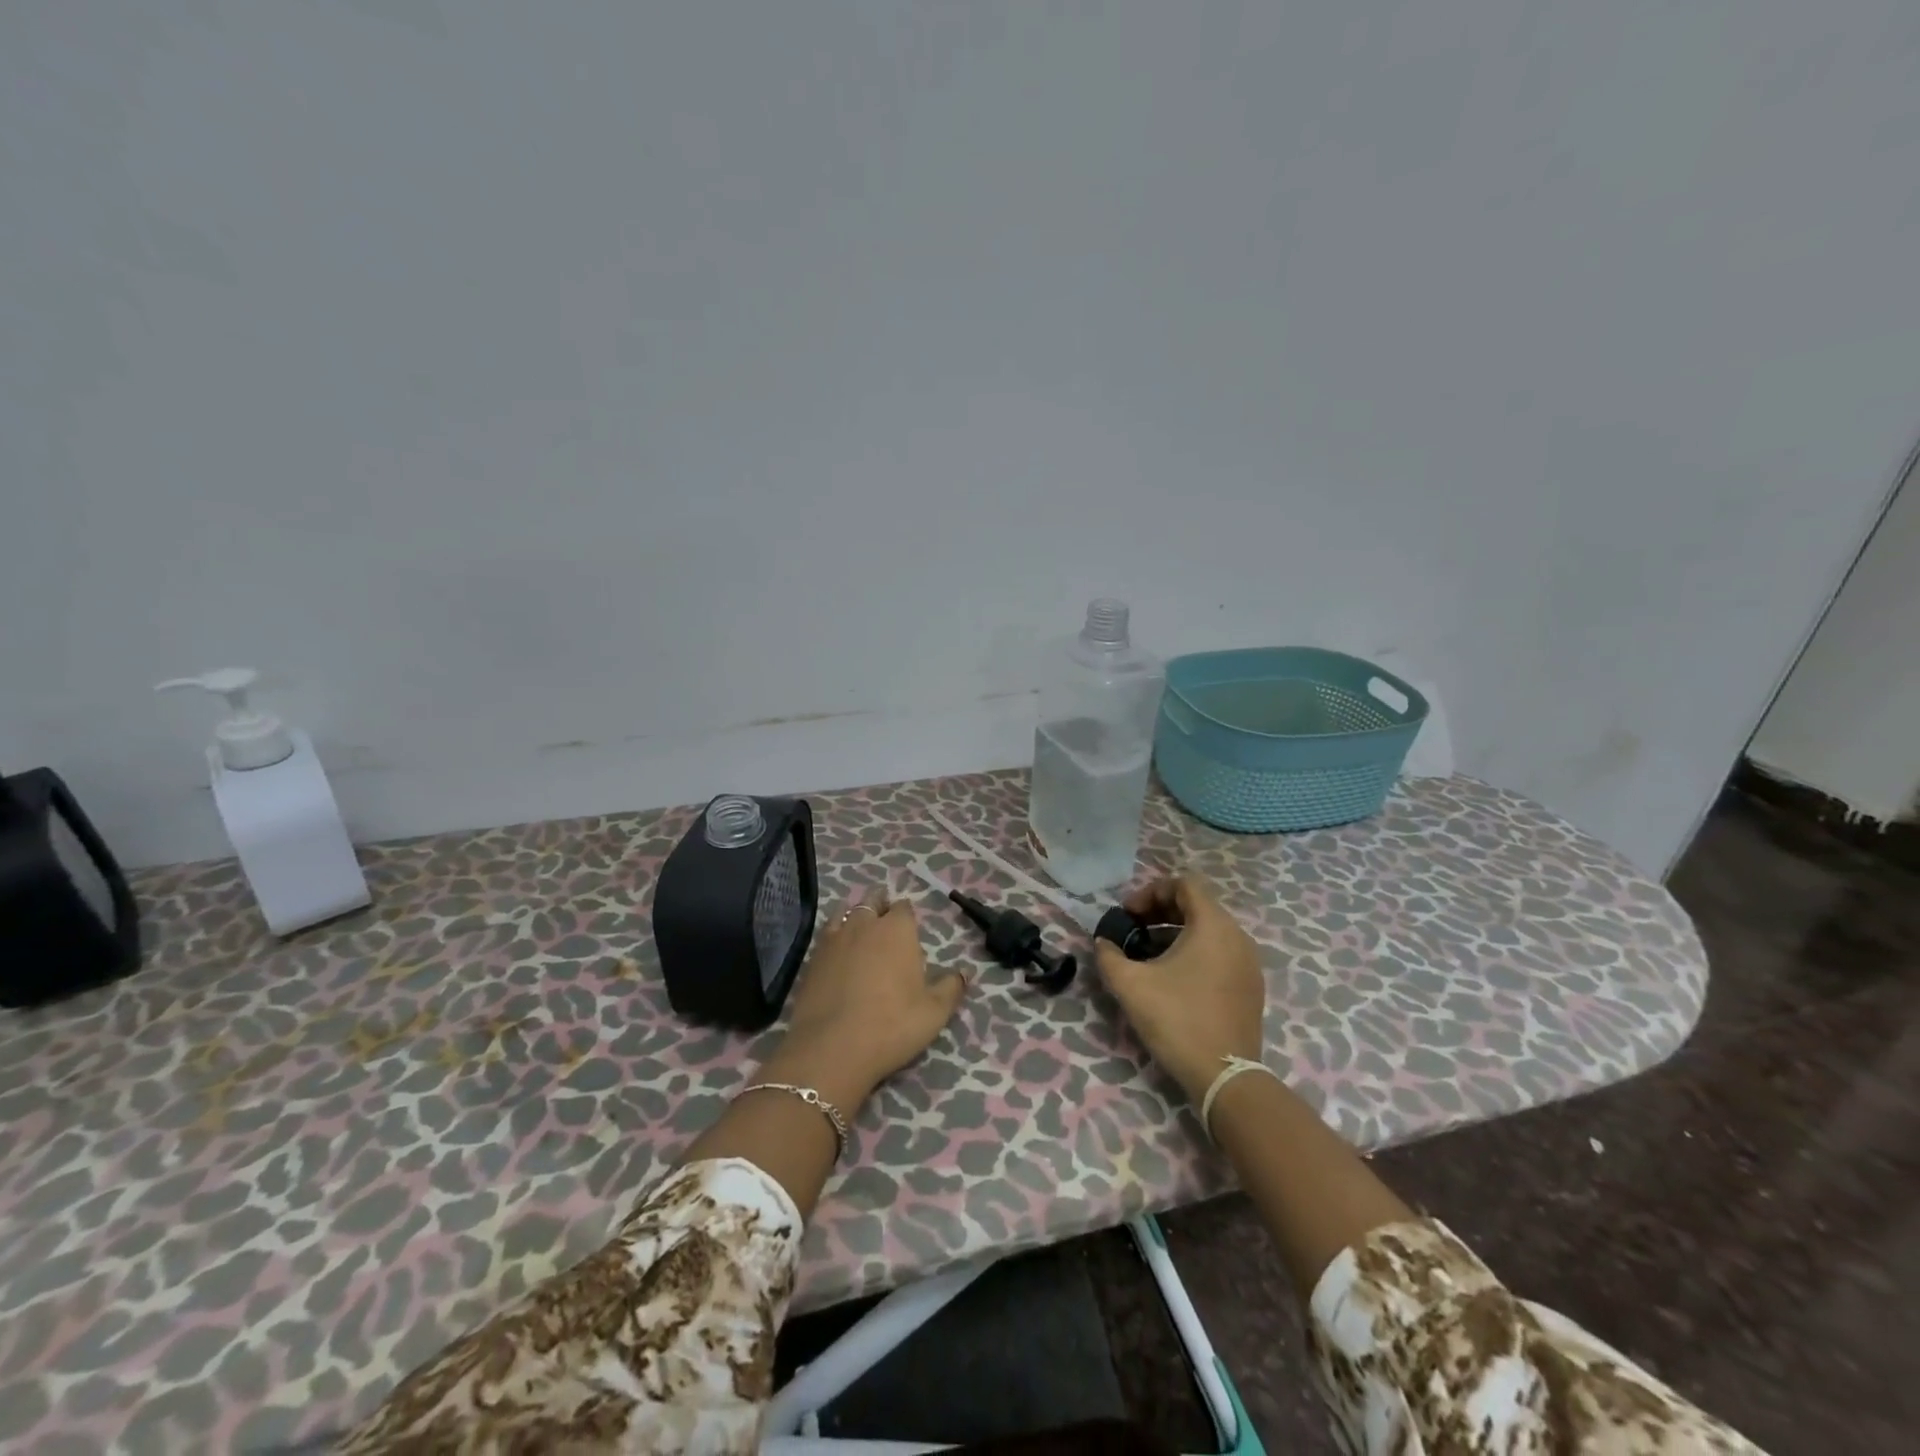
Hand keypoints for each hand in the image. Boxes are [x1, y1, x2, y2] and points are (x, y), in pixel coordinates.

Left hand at [759, 887, 967, 1113]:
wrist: (831, 1047)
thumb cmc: (892, 1025)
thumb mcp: (934, 1012)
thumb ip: (951, 987)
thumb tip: (966, 971)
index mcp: (898, 930)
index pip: (904, 907)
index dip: (907, 914)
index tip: (909, 926)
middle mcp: (865, 924)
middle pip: (873, 901)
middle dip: (880, 905)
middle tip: (885, 919)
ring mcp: (834, 939)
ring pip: (845, 912)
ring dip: (854, 914)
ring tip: (860, 926)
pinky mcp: (812, 958)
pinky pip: (826, 934)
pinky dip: (834, 934)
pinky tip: (837, 949)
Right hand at [1094, 874, 1265, 1104]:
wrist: (1224, 1077)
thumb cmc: (1177, 1020)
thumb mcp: (1130, 984)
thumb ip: (1109, 955)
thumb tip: (1104, 943)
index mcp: (1213, 925)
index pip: (1184, 884)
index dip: (1150, 891)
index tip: (1127, 915)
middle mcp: (1237, 936)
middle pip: (1197, 905)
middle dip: (1160, 911)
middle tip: (1133, 930)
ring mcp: (1249, 962)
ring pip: (1209, 930)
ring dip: (1176, 932)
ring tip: (1148, 954)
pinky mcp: (1251, 986)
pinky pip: (1220, 952)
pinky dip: (1195, 951)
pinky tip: (1173, 977)